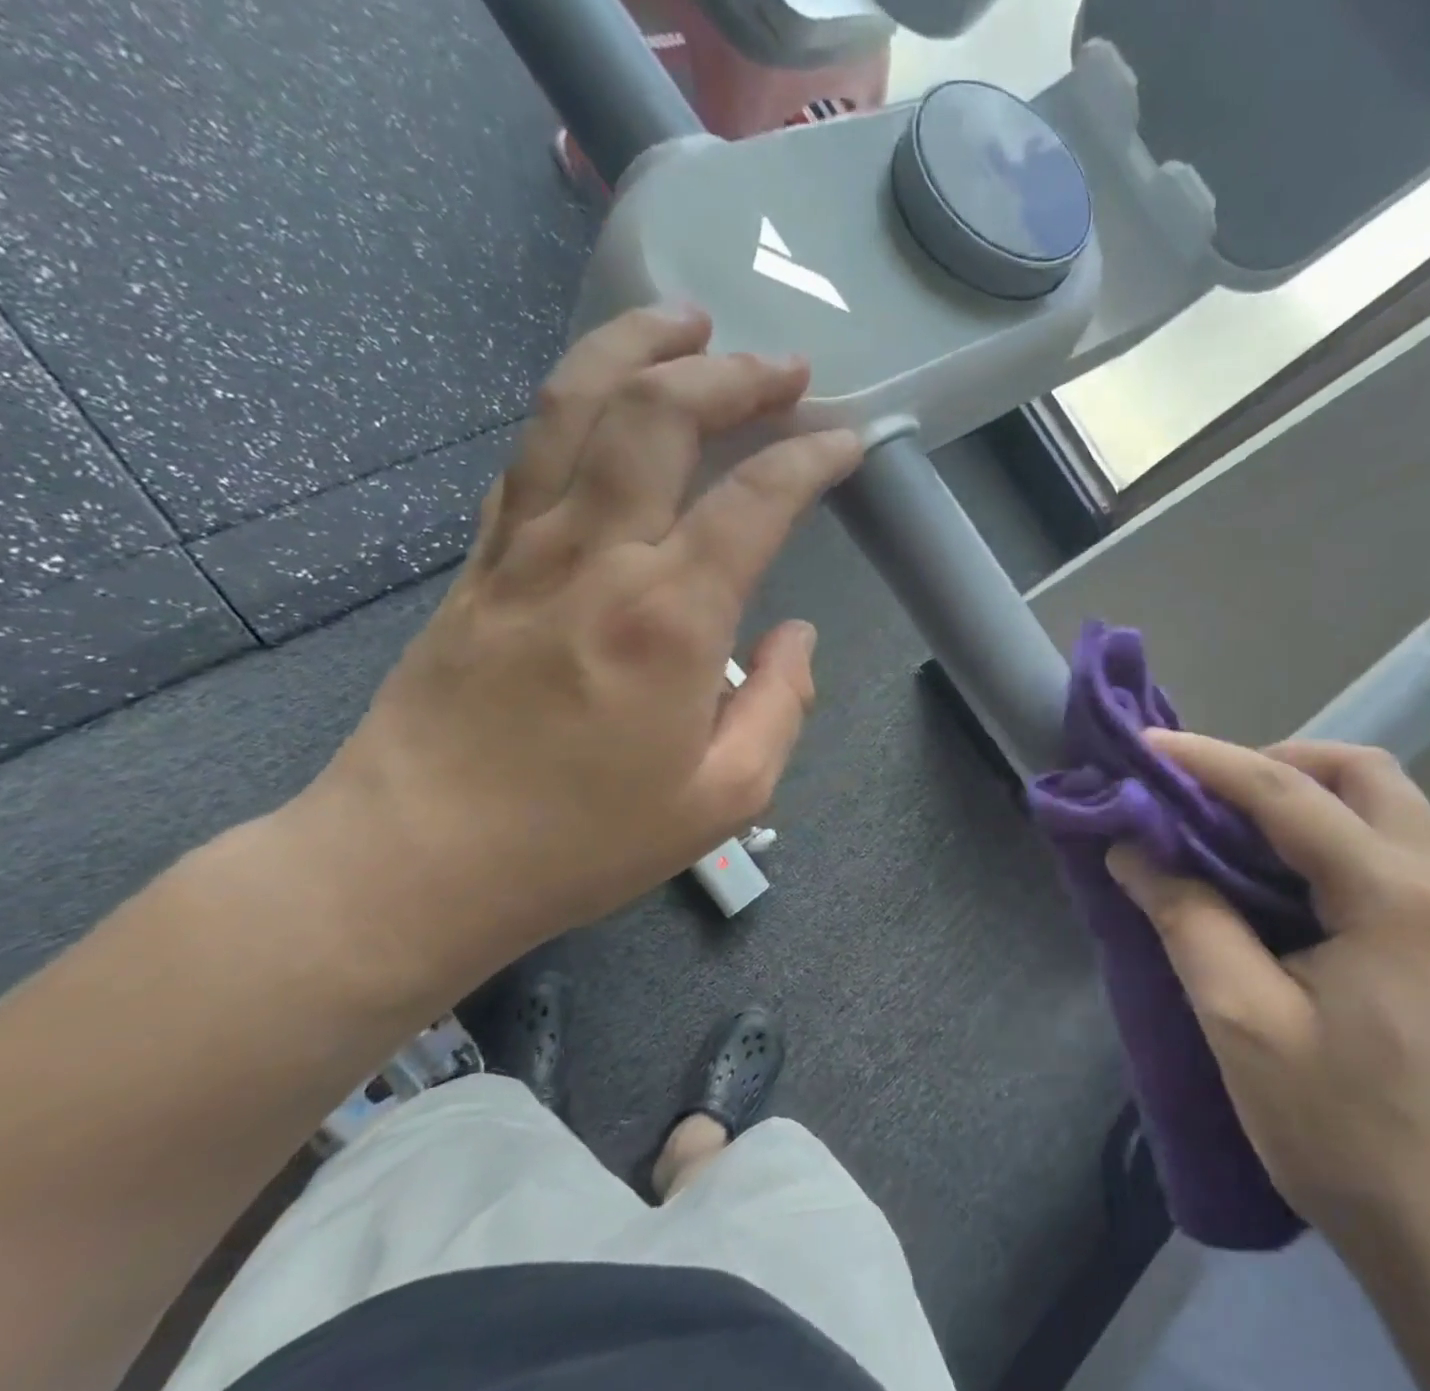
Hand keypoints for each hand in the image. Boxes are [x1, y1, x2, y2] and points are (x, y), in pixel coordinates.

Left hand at [297, 306, 862, 980]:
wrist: (416, 863)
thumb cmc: (584, 840)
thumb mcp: (727, 798)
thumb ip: (782, 705)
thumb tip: (795, 634)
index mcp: (669, 618)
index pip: (755, 500)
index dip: (812, 458)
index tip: (848, 440)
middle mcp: (596, 557)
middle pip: (659, 415)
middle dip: (731, 373)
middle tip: (783, 366)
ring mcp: (523, 548)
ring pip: (577, 405)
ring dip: (639, 349)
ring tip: (688, 323)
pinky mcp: (479, 561)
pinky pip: (530, 453)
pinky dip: (577, 404)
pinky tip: (606, 399)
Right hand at [1107, 733, 1429, 1250]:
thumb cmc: (1356, 1141)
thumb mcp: (1246, 1027)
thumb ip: (1188, 921)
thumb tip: (1133, 851)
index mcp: (1393, 895)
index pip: (1287, 791)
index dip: (1208, 760)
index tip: (1144, 746)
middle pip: (1363, 774)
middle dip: (1278, 763)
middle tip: (1210, 799)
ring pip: (1385, 811)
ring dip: (1307, 802)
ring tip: (1236, 840)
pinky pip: (1391, 857)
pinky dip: (1329, 842)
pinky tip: (1285, 892)